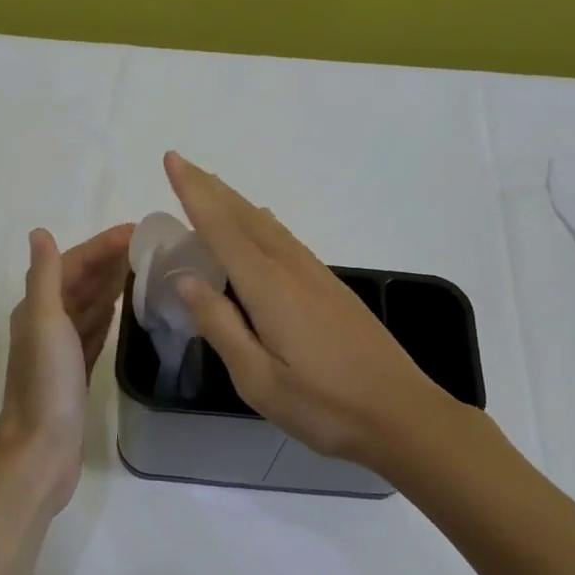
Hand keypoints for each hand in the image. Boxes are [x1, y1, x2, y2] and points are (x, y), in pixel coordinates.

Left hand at [0, 223, 132, 514]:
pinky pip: (96, 330)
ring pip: (90, 304)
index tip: (137, 232)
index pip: (73, 264)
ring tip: (145, 268)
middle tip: (151, 246)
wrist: (41, 451)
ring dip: (112, 283)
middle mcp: (47, 323)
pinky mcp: (77, 370)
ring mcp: (62, 348)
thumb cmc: (46, 384)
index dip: (102, 246)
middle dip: (110, 260)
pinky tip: (125, 307)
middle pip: (82, 281)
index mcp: (37, 308)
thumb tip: (40, 232)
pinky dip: (109, 314)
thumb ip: (46, 277)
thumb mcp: (45, 323)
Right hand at [165, 152, 455, 469]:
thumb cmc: (325, 405)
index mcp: (268, 287)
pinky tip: (262, 225)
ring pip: (267, 225)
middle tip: (183, 164)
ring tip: (211, 188)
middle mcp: (291, 268)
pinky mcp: (331, 288)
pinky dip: (261, 223)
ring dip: (235, 202)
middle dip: (210, 188)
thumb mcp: (258, 380)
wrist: (402, 414)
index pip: (221, 228)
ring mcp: (316, 276)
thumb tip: (186, 280)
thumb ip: (221, 326)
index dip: (194, 192)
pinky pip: (285, 239)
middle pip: (245, 216)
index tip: (172, 160)